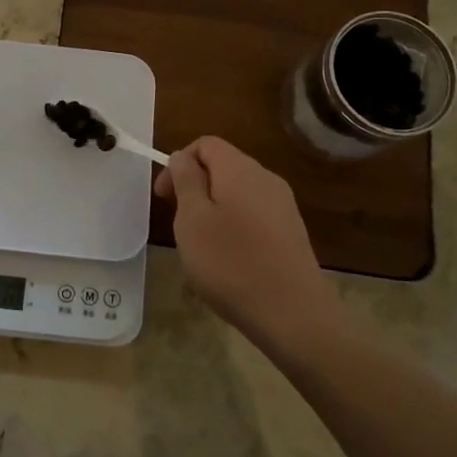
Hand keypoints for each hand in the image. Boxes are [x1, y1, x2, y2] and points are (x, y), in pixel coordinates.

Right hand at [153, 136, 331, 334]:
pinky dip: (234, 225)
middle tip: (179, 222)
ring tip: (201, 244)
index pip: (205, 144)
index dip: (179, 163)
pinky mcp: (291, 231)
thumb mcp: (192, 219)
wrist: (292, 313)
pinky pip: (254, 214)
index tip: (164, 198)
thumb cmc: (230, 262)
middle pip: (223, 166)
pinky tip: (229, 258)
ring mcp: (283, 205)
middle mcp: (266, 178)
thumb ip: (186, 181)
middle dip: (195, 186)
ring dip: (213, 208)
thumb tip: (183, 157)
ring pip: (238, 191)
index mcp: (239, 169)